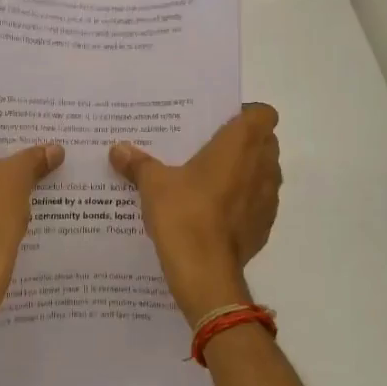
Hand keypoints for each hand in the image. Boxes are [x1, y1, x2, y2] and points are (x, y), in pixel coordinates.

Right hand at [110, 104, 280, 325]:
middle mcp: (263, 166)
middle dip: (242, 144)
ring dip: (245, 174)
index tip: (220, 124)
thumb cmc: (184, 214)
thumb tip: (117, 149)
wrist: (205, 272)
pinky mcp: (265, 226)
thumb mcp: (153, 184)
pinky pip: (258, 204)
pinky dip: (243, 203)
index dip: (245, 115)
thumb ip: (138, 163)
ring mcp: (269, 198)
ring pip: (264, 173)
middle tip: (208, 151)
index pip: (263, 113)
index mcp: (241, 144)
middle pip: (265, 142)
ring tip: (209, 182)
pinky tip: (215, 214)